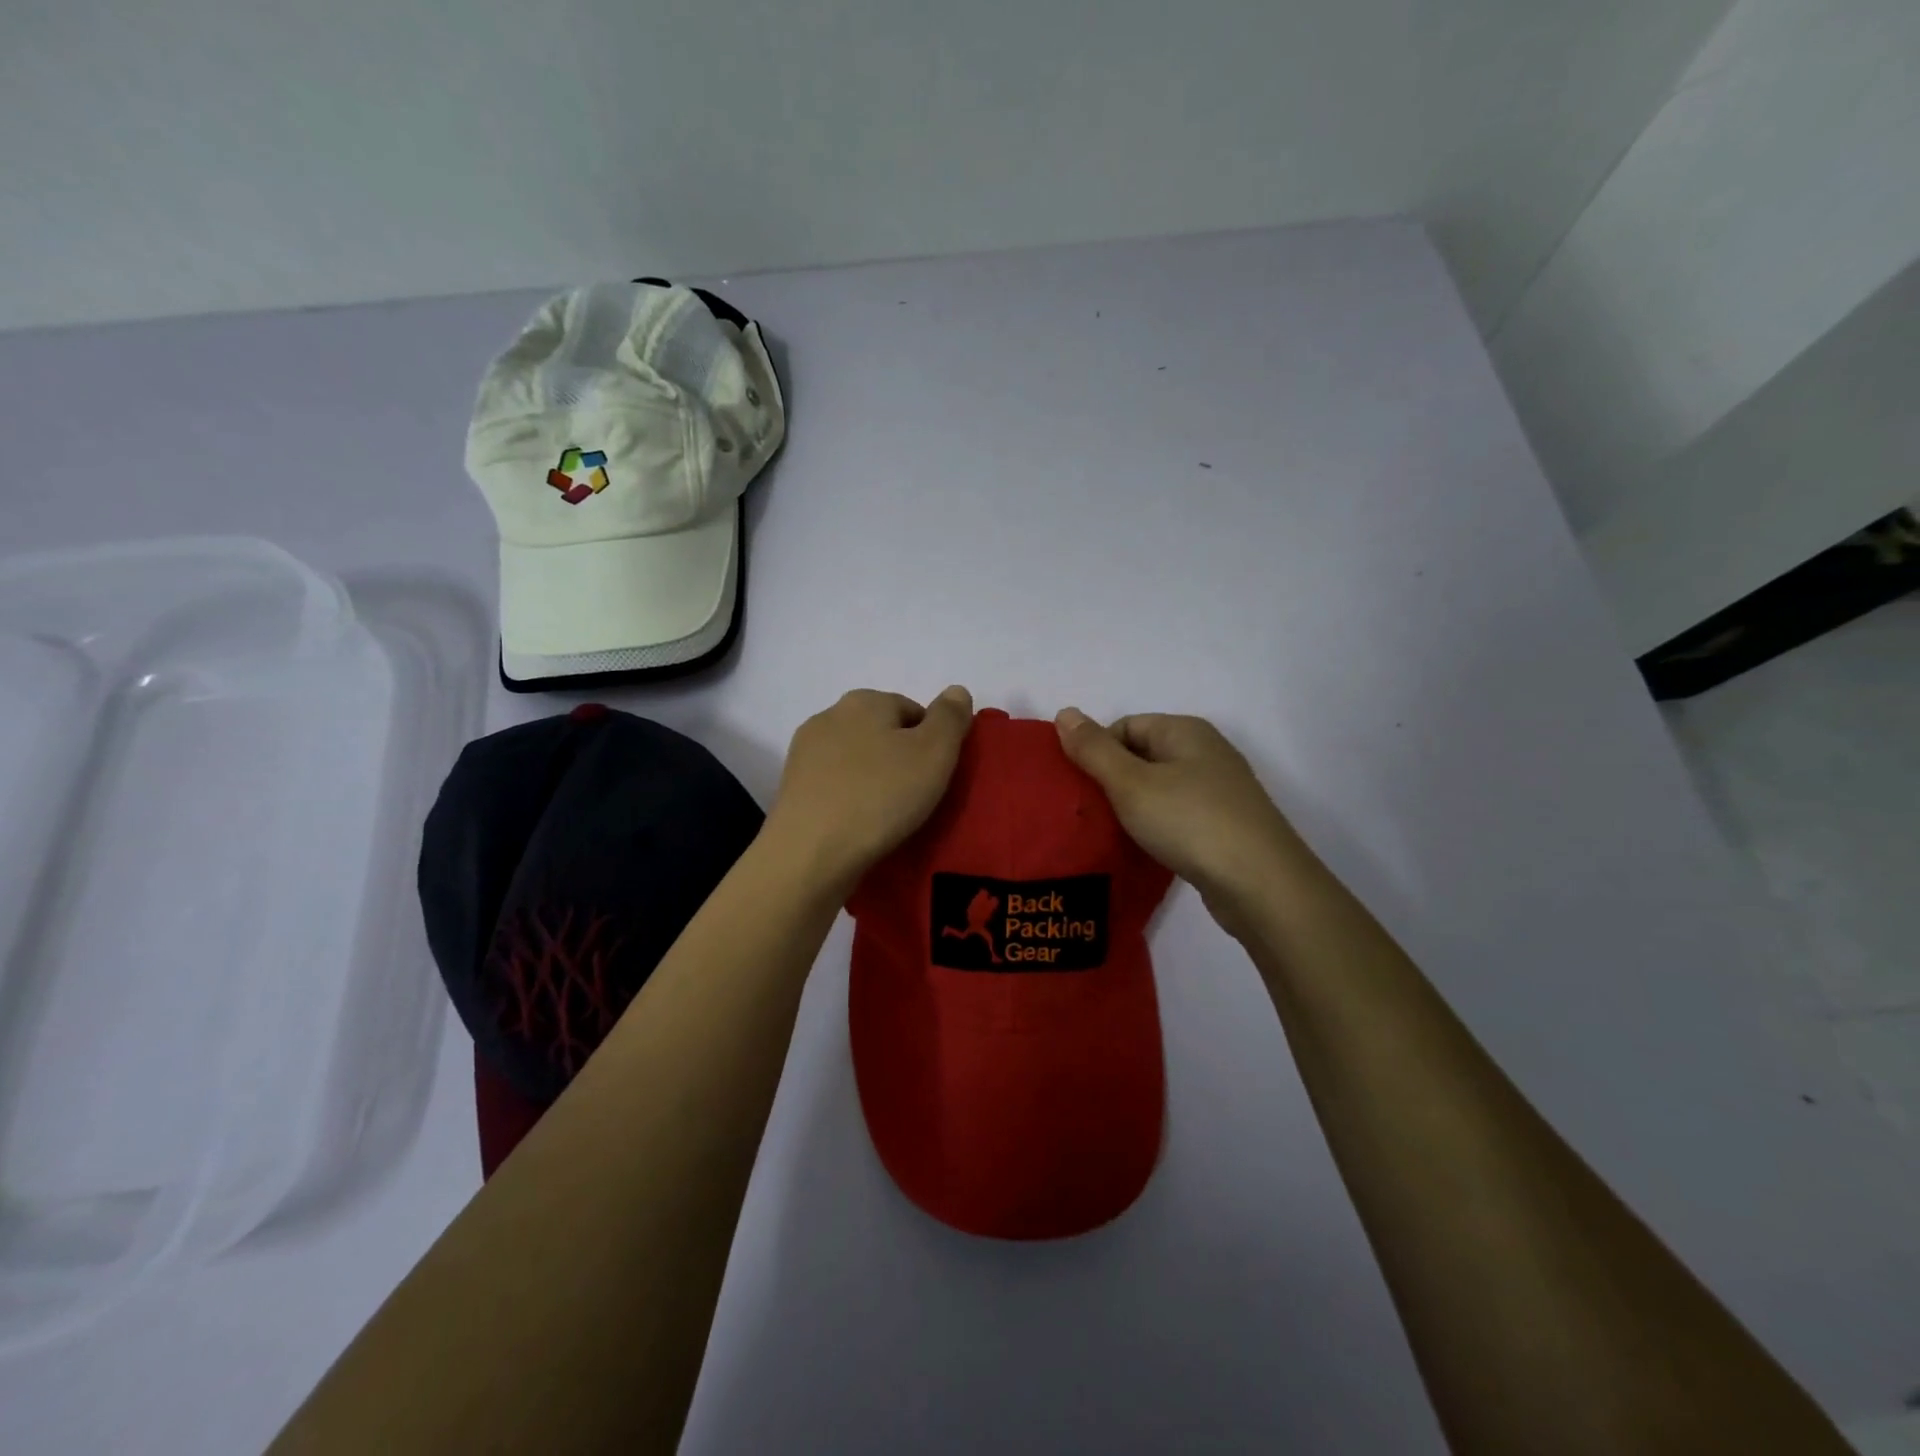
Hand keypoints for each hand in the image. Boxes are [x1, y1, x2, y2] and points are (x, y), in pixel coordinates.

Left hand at [768, 687, 974, 890]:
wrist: (810, 854)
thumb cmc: (879, 797)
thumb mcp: (934, 753)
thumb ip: (950, 718)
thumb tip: (956, 691)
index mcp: (865, 700)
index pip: (913, 711)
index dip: (933, 744)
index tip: (937, 777)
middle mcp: (829, 716)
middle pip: (882, 733)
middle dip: (901, 760)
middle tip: (918, 798)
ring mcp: (805, 752)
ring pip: (857, 760)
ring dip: (875, 780)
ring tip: (889, 817)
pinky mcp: (792, 787)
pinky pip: (836, 785)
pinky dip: (851, 799)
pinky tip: (861, 826)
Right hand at [1055, 708, 1311, 927]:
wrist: (1261, 885)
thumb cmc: (1190, 822)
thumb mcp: (1131, 783)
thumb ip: (1094, 750)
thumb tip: (1064, 712)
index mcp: (1184, 731)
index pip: (1125, 726)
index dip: (1097, 752)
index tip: (1079, 787)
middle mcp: (1205, 752)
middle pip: (1142, 756)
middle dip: (1112, 781)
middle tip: (1087, 812)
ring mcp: (1219, 791)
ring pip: (1159, 789)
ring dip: (1133, 808)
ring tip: (1109, 833)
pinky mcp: (1225, 826)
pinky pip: (1177, 816)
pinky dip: (1157, 827)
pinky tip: (1145, 849)